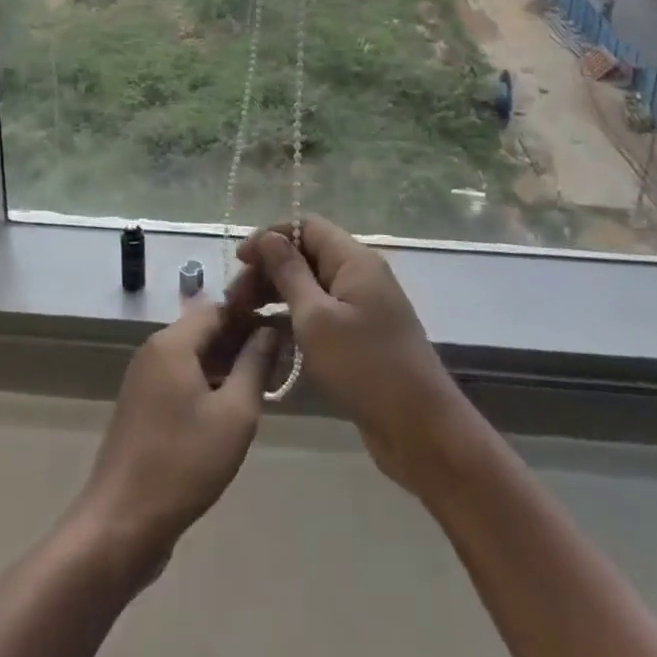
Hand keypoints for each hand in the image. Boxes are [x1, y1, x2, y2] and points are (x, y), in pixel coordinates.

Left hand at [72, 302, 277, 568]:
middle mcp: (154, 351)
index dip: (252, 316)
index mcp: (172, 343)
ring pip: (193, 356)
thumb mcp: (234, 415)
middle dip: (241, 341)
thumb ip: (255, 365)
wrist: (122, 522)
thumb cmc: (183, 463)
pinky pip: (180, 379)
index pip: (218, 308)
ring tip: (263, 386)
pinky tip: (231, 409)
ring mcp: (143, 379)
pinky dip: (207, 384)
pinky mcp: (141, 406)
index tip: (283, 332)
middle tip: (279, 363)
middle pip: (204, 331)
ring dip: (226, 365)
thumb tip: (269, 331)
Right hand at [237, 216, 469, 494]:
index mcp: (353, 260)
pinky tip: (271, 341)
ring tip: (245, 320)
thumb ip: (289, 274)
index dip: (271, 237)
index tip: (239, 261)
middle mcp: (359, 276)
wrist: (421, 430)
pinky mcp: (361, 338)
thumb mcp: (316, 318)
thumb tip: (269, 237)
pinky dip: (294, 321)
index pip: (306, 227)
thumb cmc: (365, 367)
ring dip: (277, 297)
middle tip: (235, 300)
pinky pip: (321, 315)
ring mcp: (362, 308)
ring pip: (311, 287)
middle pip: (306, 256)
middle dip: (269, 271)